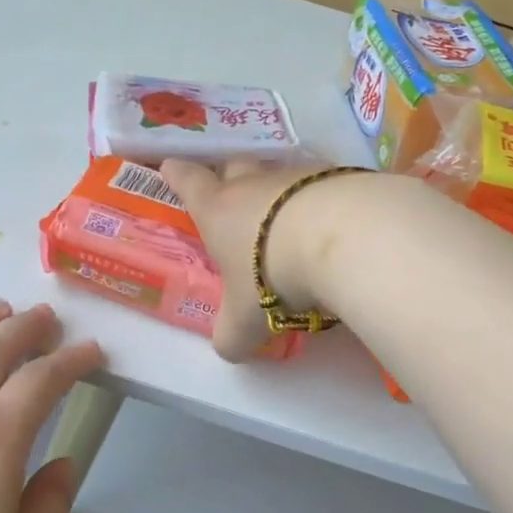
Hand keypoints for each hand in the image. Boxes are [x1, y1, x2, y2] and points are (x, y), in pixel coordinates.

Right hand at [160, 158, 381, 361]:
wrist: (341, 237)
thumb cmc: (273, 274)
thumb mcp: (245, 320)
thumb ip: (232, 335)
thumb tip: (229, 347)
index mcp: (218, 210)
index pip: (189, 182)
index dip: (178, 175)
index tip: (170, 166)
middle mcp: (254, 184)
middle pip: (234, 166)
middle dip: (229, 175)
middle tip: (231, 190)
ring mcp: (297, 175)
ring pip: (280, 173)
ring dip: (280, 190)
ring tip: (288, 213)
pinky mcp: (339, 176)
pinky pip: (323, 182)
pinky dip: (322, 197)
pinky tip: (333, 219)